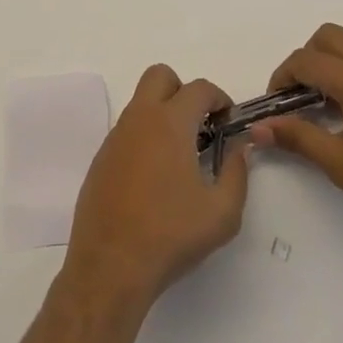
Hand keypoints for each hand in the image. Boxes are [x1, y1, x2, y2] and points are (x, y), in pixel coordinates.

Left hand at [63, 65, 248, 310]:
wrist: (110, 266)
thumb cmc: (170, 236)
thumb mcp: (222, 214)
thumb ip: (237, 174)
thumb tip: (240, 149)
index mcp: (170, 123)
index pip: (199, 88)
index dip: (219, 98)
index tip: (228, 120)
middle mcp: (140, 118)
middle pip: (160, 76)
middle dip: (183, 91)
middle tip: (199, 125)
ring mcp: (116, 136)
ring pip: (141, 103)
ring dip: (162, 114)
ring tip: (179, 155)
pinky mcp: (101, 157)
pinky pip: (127, 130)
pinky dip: (144, 138)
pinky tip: (153, 177)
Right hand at [252, 23, 342, 262]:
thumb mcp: (340, 163)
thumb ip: (297, 137)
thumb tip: (258, 129)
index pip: (304, 61)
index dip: (283, 77)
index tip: (278, 102)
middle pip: (328, 36)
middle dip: (309, 57)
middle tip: (305, 93)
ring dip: (337, 54)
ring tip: (335, 93)